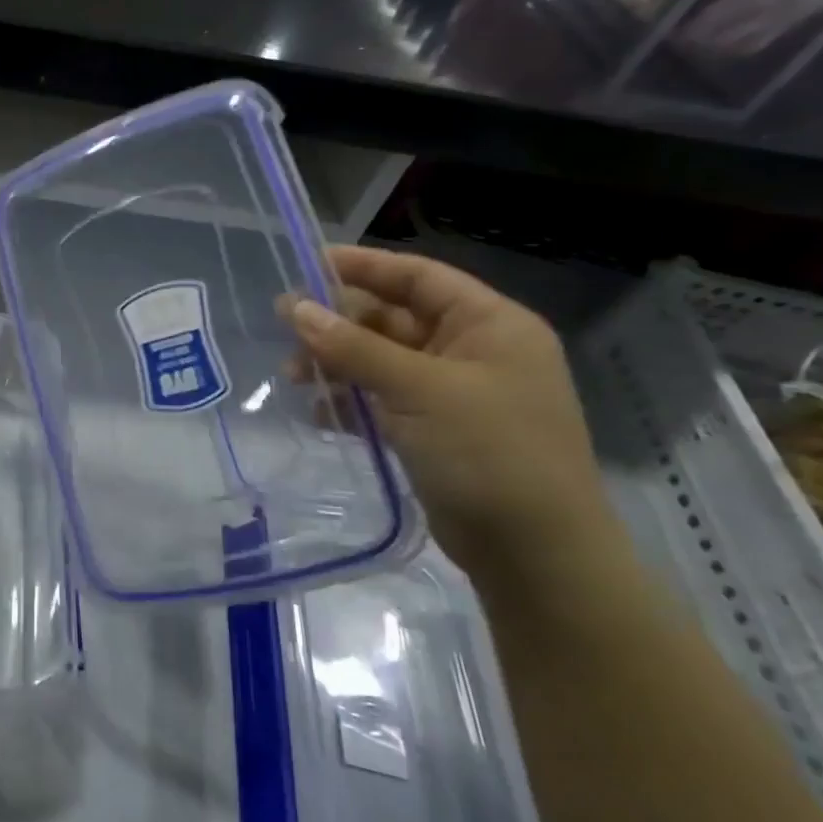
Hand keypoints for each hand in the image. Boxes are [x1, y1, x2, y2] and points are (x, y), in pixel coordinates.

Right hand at [281, 247, 623, 579]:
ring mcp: (453, 394)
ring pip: (382, 361)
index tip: (308, 263)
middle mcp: (473, 351)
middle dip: (340, 322)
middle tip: (285, 325)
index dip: (364, 266)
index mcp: (490, 325)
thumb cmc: (490, 454)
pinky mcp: (435, 431)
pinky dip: (350, 401)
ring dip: (338, 363)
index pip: (419, 277)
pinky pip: (383, 400)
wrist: (537, 558)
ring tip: (292, 375)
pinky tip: (316, 410)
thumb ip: (354, 347)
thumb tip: (295, 308)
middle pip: (394, 318)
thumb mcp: (419, 390)